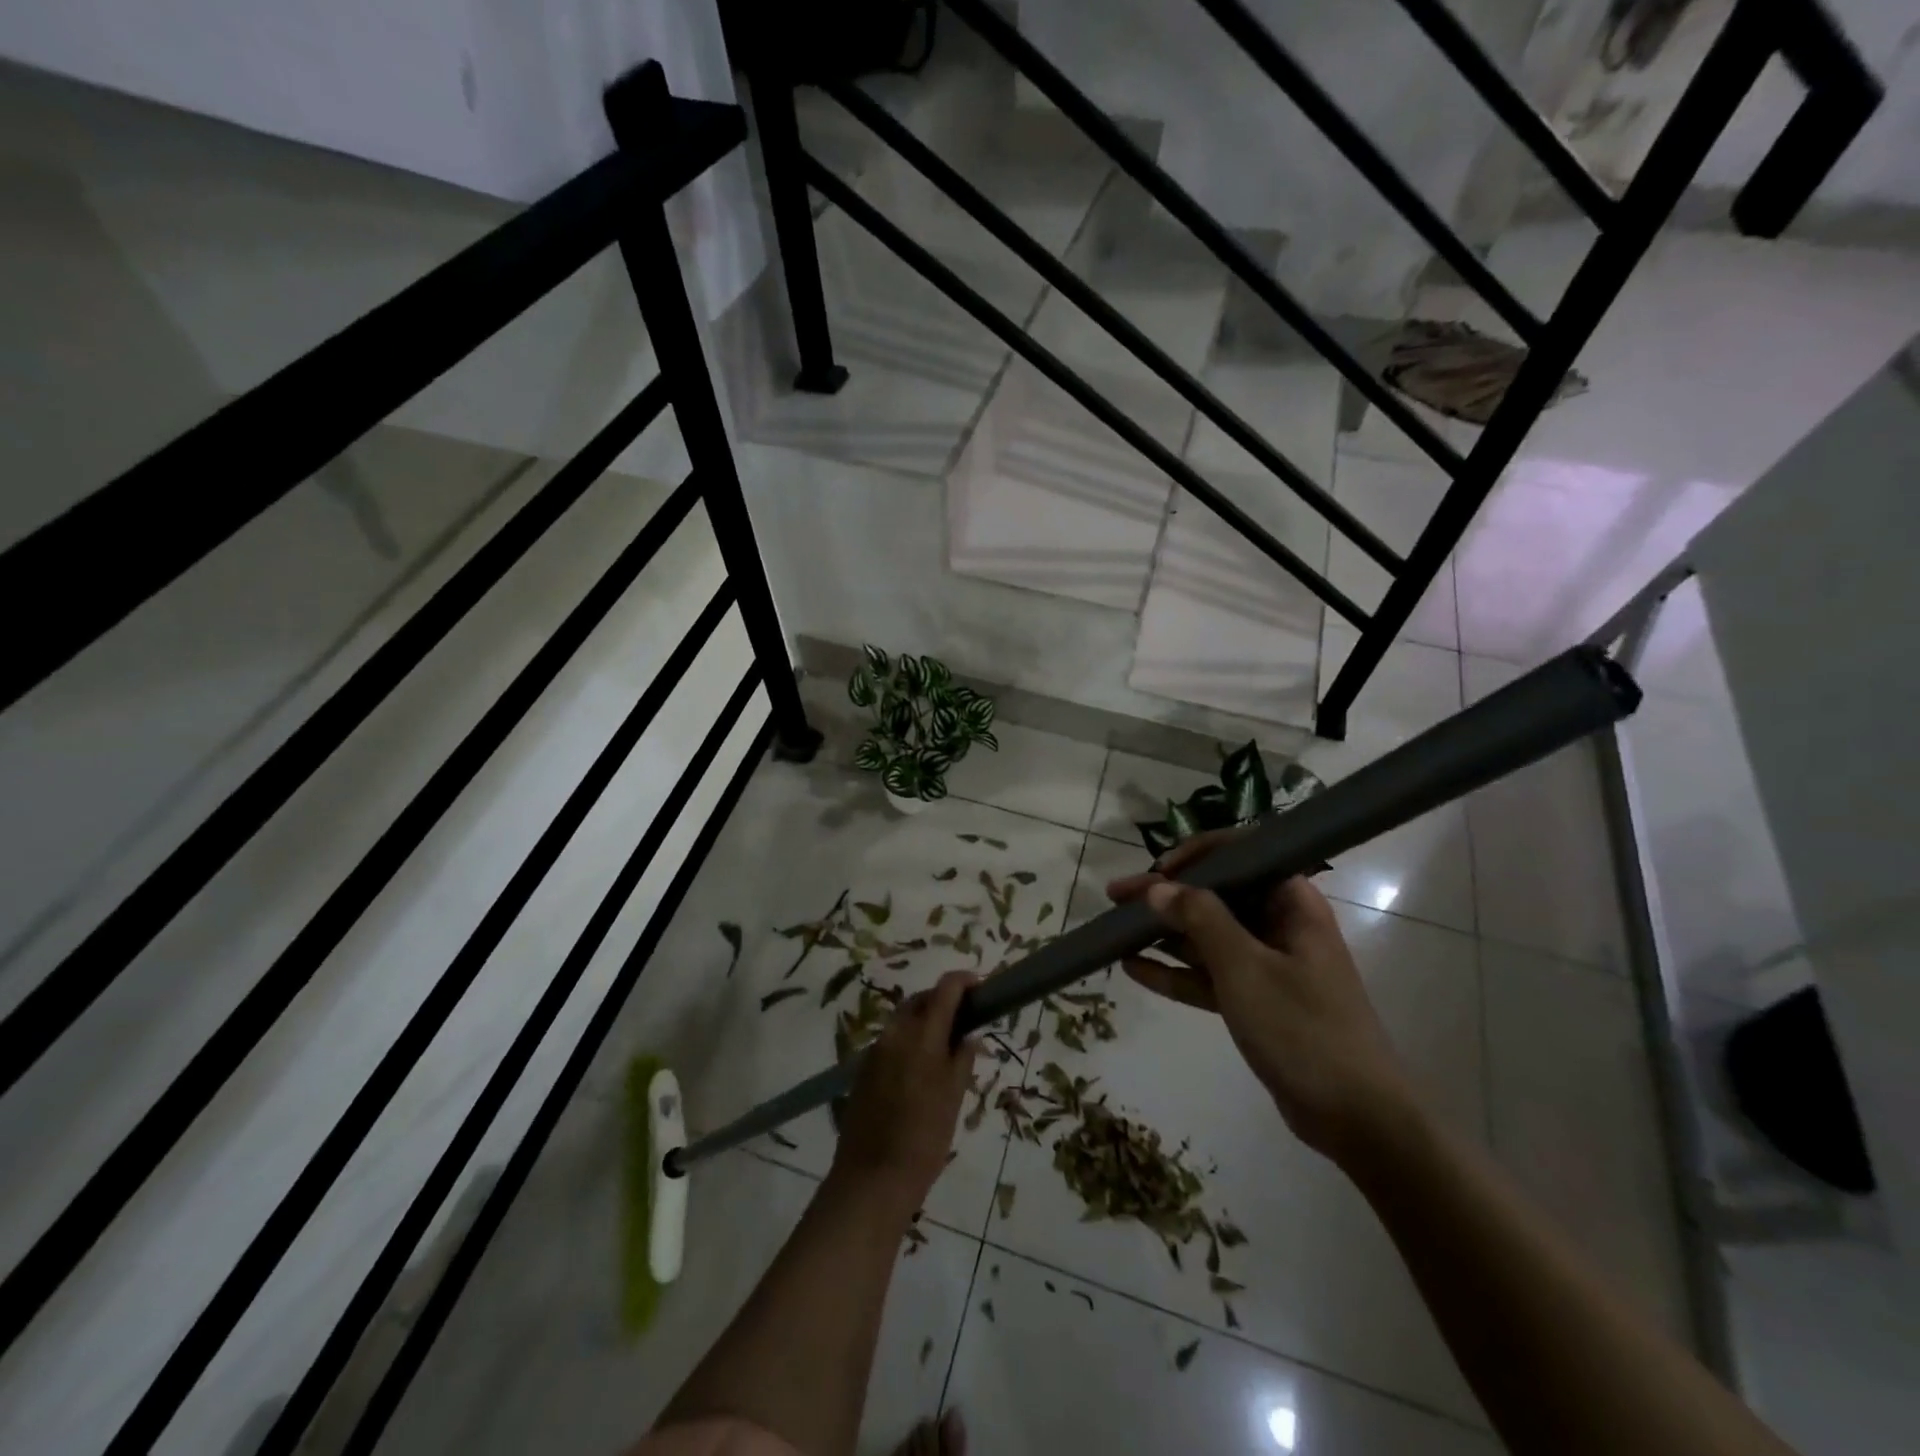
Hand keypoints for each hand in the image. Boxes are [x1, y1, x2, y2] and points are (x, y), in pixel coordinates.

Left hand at [829, 971, 979, 1215]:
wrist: (872, 1179)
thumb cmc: (924, 1140)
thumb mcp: (953, 1098)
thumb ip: (962, 1059)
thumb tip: (968, 1035)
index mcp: (921, 1035)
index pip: (945, 989)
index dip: (964, 981)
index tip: (981, 987)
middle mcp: (895, 1033)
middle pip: (921, 1000)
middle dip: (943, 1001)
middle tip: (966, 1019)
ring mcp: (875, 1050)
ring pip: (904, 1019)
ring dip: (925, 1021)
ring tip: (945, 1046)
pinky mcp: (862, 1068)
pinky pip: (891, 1041)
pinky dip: (909, 1041)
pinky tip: (919, 1068)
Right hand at [1108, 832, 1415, 1166]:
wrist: (1357, 1119)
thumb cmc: (1303, 1029)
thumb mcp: (1246, 968)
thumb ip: (1200, 920)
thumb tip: (1158, 886)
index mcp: (1292, 904)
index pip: (1243, 855)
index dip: (1197, 855)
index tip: (1158, 870)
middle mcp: (1279, 925)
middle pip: (1216, 895)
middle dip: (1166, 895)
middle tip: (1117, 897)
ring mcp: (1267, 965)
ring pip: (1207, 936)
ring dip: (1164, 932)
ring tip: (1114, 929)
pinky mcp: (1255, 1001)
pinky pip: (1208, 975)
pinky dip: (1175, 972)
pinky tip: (1133, 969)